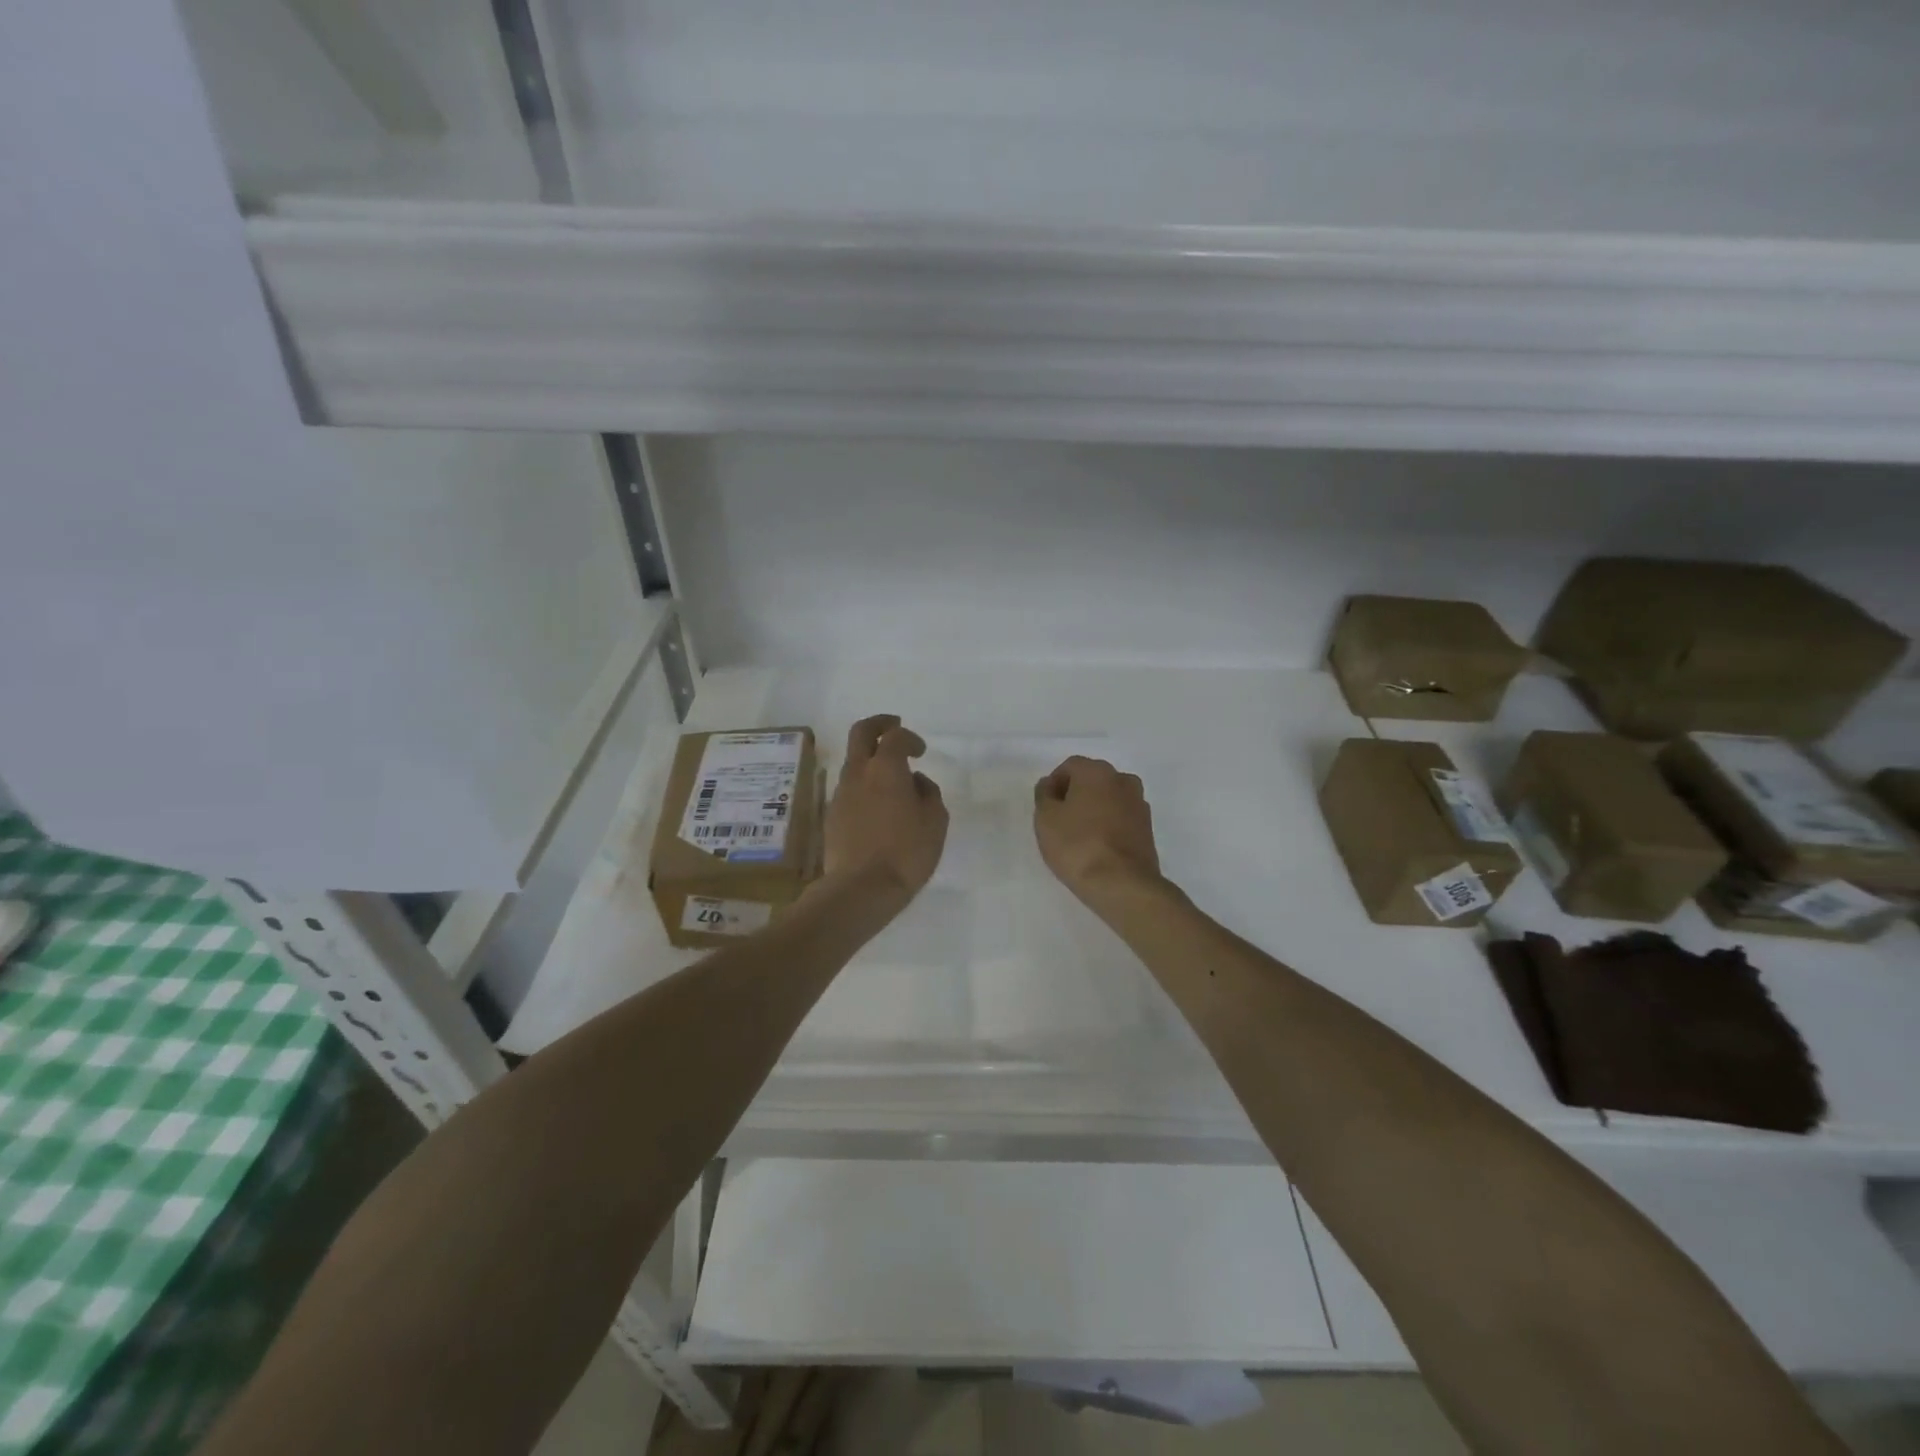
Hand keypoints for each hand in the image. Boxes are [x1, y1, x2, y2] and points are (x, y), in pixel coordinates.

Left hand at [823, 715, 948, 897]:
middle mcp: (858, 773)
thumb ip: (929, 793)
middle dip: (879, 724)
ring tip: (892, 781)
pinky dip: (864, 786)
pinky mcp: (832, 815)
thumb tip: (916, 782)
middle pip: (861, 732)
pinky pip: (849, 788)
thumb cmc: (907, 852)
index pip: (895, 736)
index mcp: (886, 768)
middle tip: (894, 727)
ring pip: (853, 762)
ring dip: (871, 760)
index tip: (921, 751)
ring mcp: (841, 793)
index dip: (910, 738)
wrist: (861, 888)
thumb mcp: (935, 821)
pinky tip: (879, 808)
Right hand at [1033, 756, 1163, 911]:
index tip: (1046, 807)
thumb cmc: (1077, 845)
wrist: (1122, 884)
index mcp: (1097, 771)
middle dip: (1075, 794)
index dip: (1054, 784)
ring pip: (1109, 798)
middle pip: (1092, 780)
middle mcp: (1122, 780)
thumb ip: (1044, 795)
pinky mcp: (1148, 828)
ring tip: (1079, 835)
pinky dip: (1109, 825)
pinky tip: (1097, 846)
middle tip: (1060, 820)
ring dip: (1094, 809)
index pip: (1069, 766)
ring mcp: (1139, 804)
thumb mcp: (1046, 819)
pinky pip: (1121, 817)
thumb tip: (1049, 785)